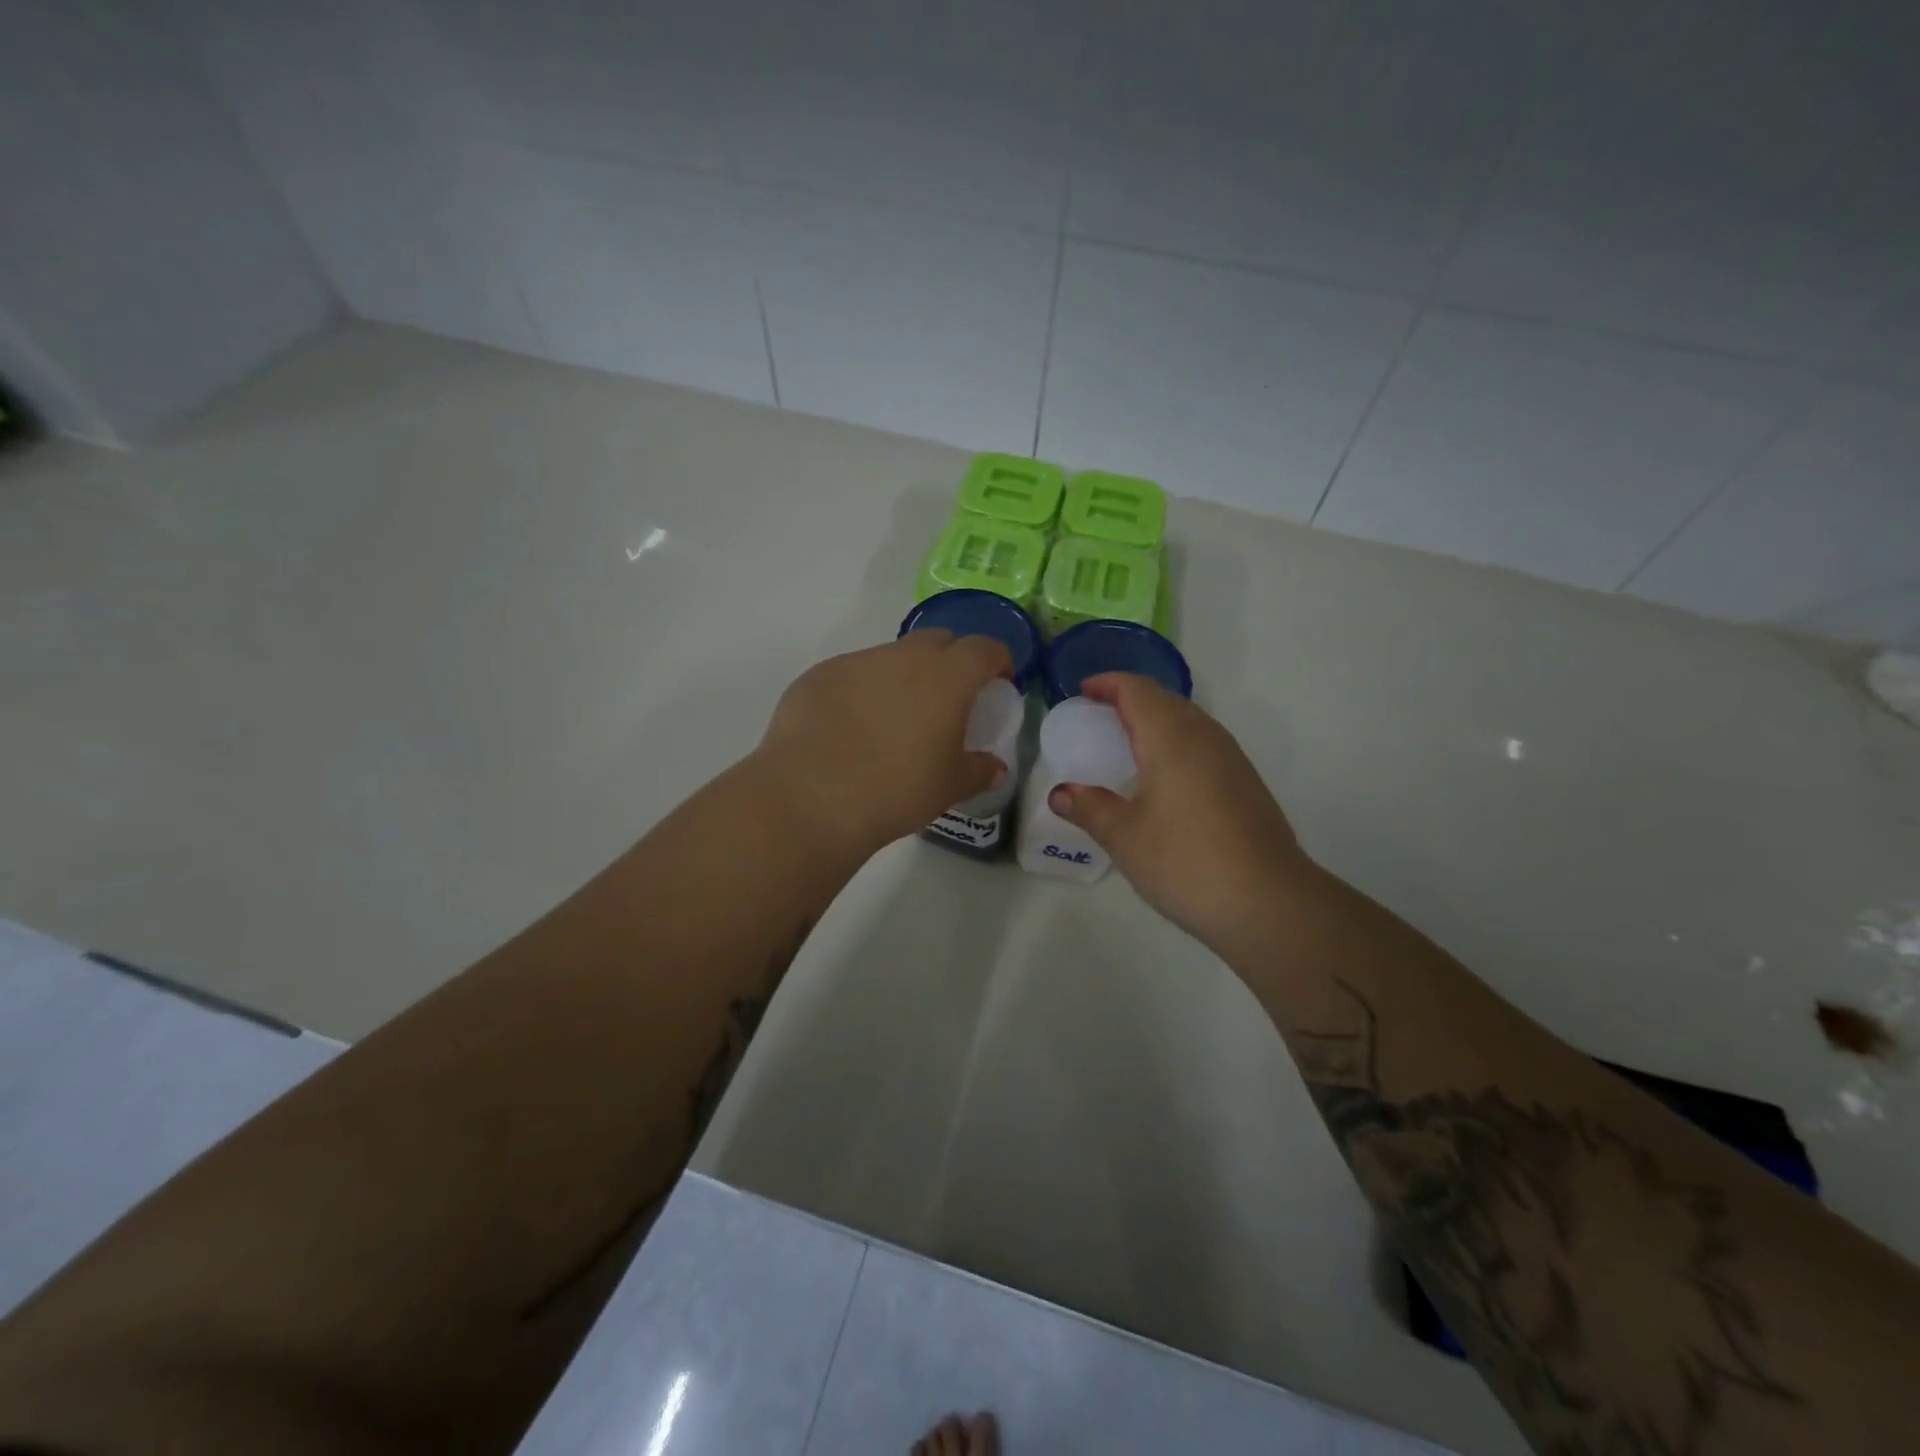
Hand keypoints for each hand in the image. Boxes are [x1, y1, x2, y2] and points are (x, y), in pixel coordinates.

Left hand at [755, 630, 1013, 853]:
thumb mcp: (950, 787)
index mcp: (947, 677)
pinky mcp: (819, 674)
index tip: (999, 683)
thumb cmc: (897, 791)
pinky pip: (853, 673)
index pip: (984, 649)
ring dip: (903, 676)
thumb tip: (996, 768)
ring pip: (892, 656)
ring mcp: (858, 661)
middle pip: (938, 641)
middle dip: (951, 661)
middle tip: (949, 699)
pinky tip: (850, 727)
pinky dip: (862, 690)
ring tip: (895, 718)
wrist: (812, 797)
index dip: (998, 661)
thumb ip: (979, 770)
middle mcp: (904, 656)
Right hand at [1048, 673, 1306, 952]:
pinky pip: (1203, 744)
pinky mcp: (1245, 782)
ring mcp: (1231, 758)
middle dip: (1129, 699)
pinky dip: (1175, 744)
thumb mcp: (1124, 836)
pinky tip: (1164, 779)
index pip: (1136, 689)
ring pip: (1188, 720)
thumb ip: (1089, 807)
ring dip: (1155, 720)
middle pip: (1164, 698)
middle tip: (1097, 718)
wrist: (1269, 902)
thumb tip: (1060, 793)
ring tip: (1127, 745)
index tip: (1082, 693)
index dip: (1107, 683)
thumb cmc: (1185, 861)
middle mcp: (1204, 736)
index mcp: (1170, 737)